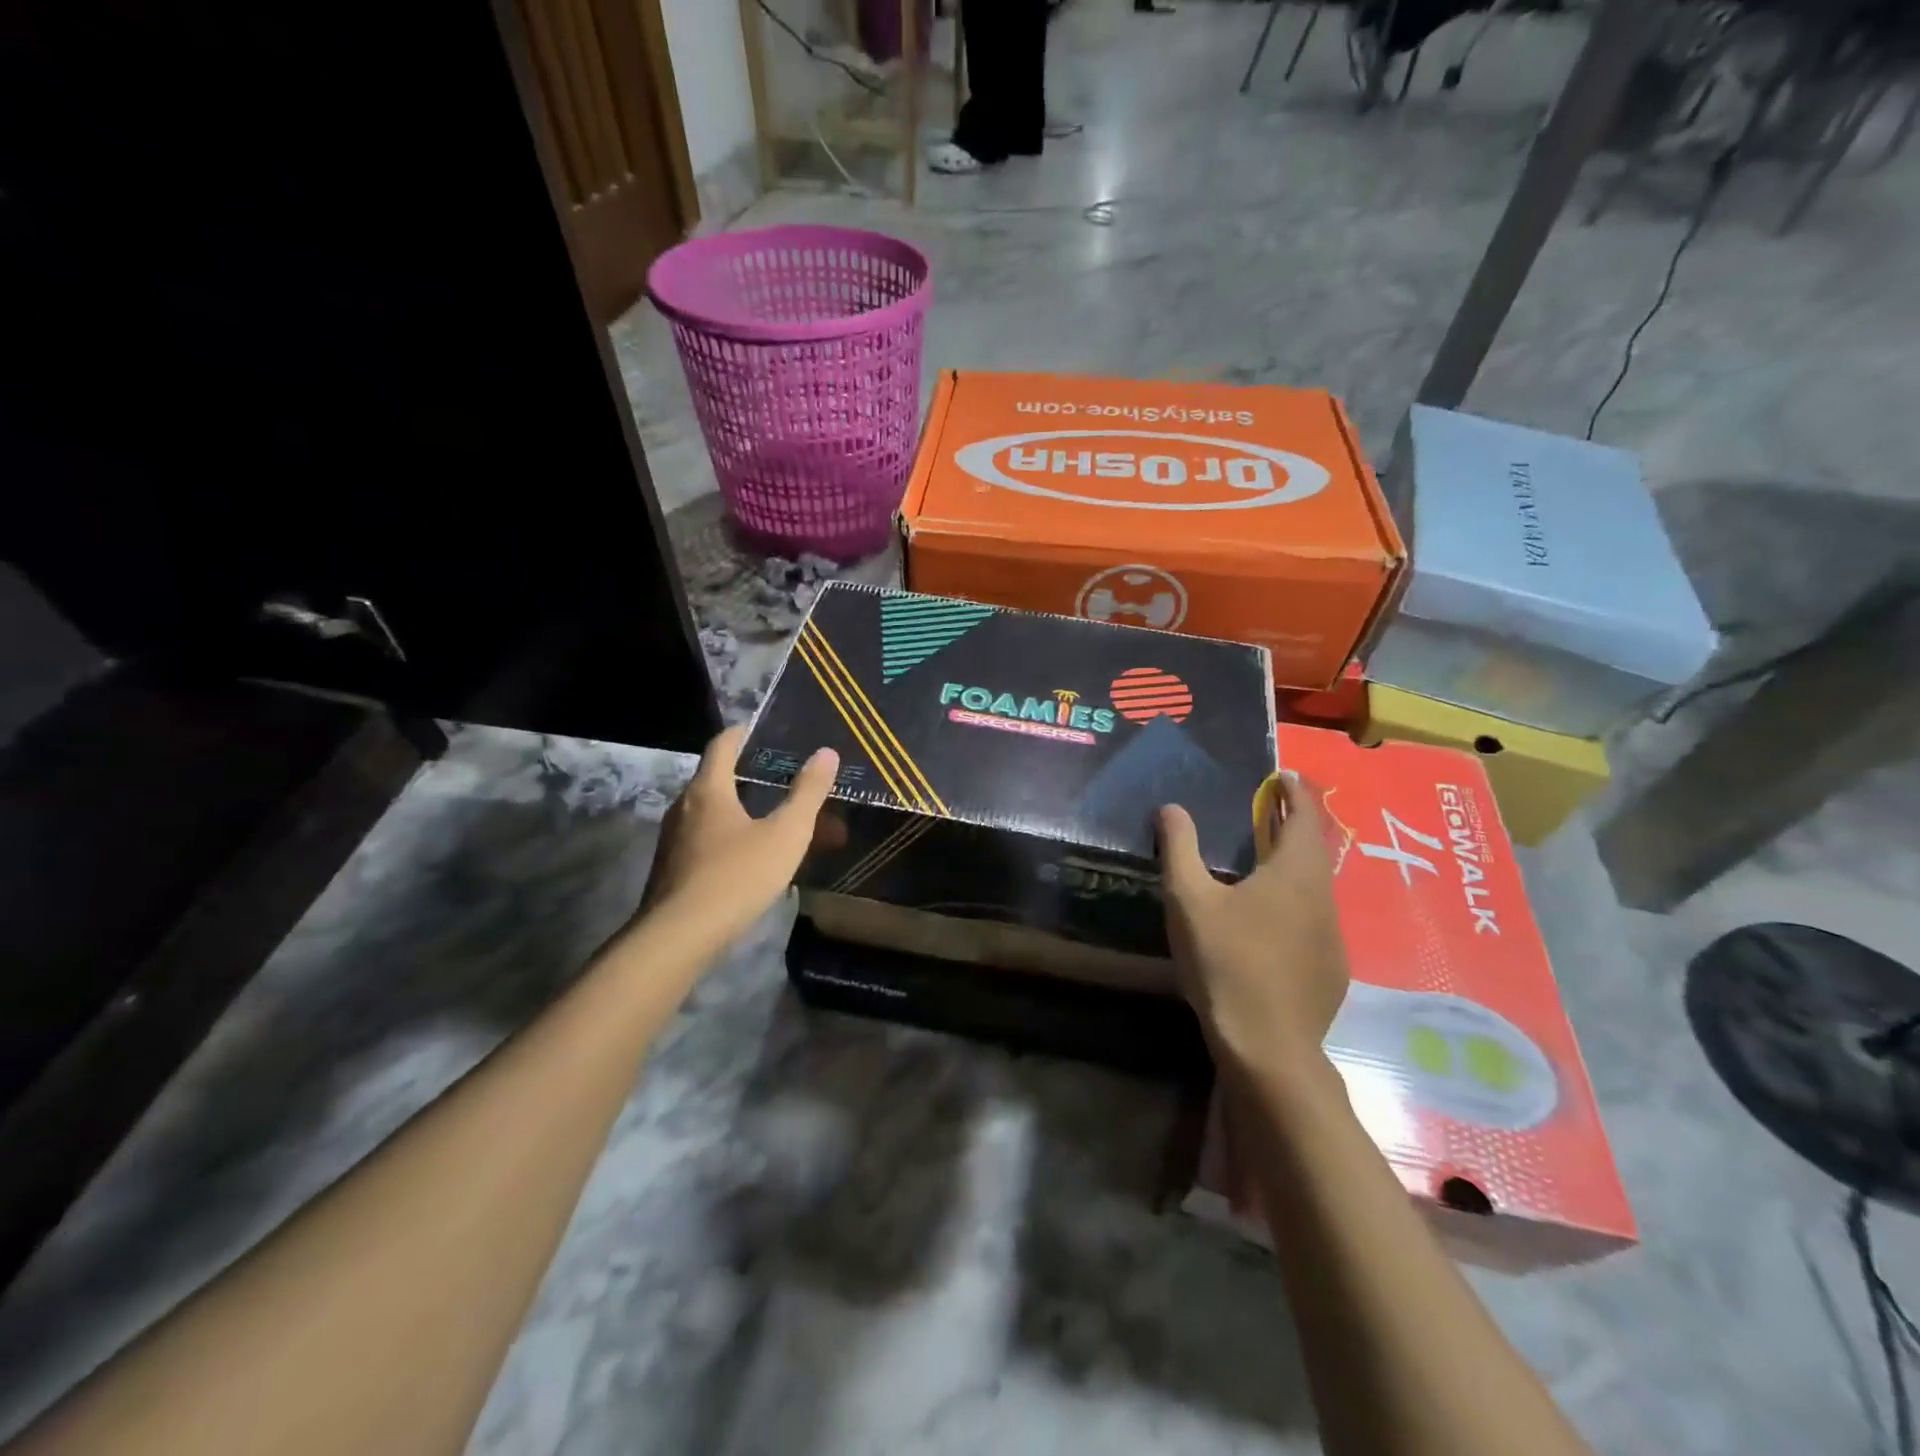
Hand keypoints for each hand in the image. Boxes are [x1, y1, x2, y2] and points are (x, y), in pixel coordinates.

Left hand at [641, 725, 839, 952]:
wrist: (679, 938)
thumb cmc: (736, 876)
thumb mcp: (786, 834)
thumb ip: (808, 793)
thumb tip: (826, 753)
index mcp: (708, 790)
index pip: (722, 745)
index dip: (742, 734)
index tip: (762, 731)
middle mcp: (684, 807)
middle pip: (716, 779)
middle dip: (750, 777)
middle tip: (782, 780)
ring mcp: (673, 840)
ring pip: (712, 814)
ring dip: (743, 811)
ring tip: (775, 823)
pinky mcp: (672, 870)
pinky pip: (706, 840)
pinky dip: (731, 838)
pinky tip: (753, 860)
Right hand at [1157, 773, 1348, 1071]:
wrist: (1268, 1045)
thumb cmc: (1226, 960)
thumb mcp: (1189, 898)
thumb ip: (1180, 848)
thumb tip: (1171, 807)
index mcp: (1294, 872)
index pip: (1305, 816)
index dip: (1296, 792)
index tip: (1284, 776)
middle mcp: (1323, 897)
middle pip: (1314, 849)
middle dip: (1294, 824)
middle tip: (1269, 810)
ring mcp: (1332, 936)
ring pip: (1316, 887)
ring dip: (1294, 865)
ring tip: (1264, 861)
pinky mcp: (1330, 969)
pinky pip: (1314, 920)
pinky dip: (1296, 903)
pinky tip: (1269, 923)